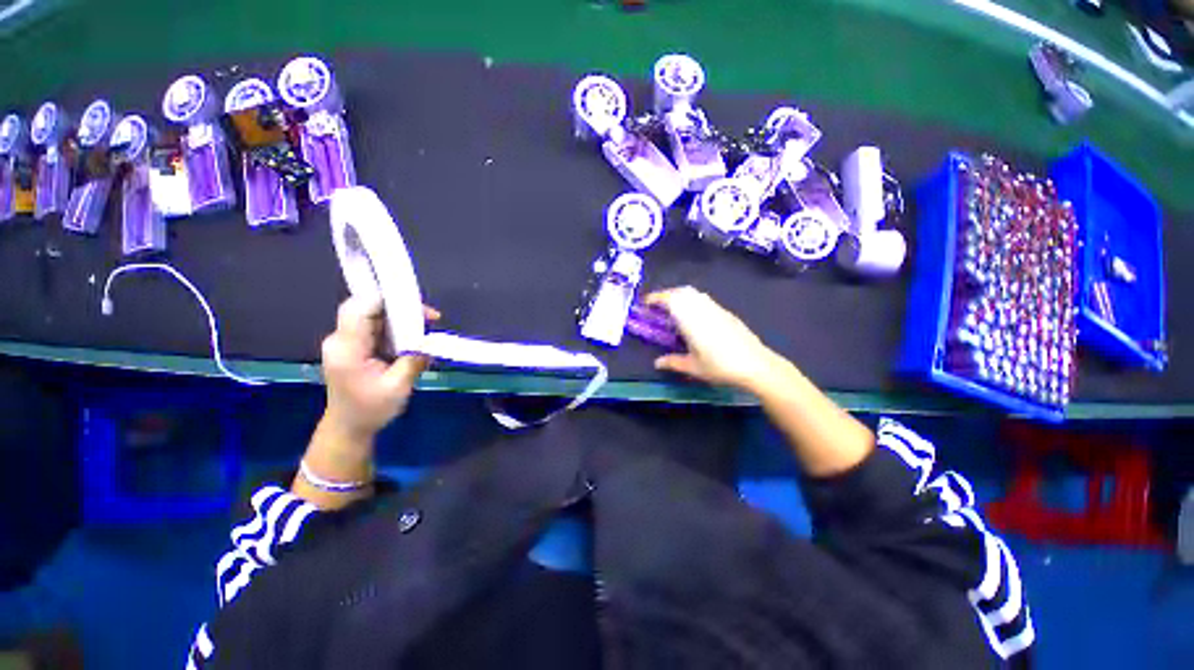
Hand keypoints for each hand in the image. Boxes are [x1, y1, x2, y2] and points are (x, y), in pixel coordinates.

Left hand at [320, 296, 439, 439]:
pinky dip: (396, 329)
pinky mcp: (354, 347)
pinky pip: (376, 328)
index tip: (417, 306)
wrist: (349, 428)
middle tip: (429, 318)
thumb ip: (413, 360)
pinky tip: (413, 339)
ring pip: (374, 316)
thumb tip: (430, 342)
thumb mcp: (398, 387)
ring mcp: (346, 343)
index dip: (386, 299)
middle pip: (368, 308)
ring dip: (401, 319)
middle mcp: (341, 340)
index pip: (360, 308)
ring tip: (426, 328)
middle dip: (400, 308)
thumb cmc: (370, 410)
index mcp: (347, 348)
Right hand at [644, 287, 779, 392]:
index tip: (645, 303)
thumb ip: (673, 362)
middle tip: (658, 307)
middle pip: (682, 292)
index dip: (655, 298)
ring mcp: (717, 309)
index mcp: (690, 319)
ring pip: (695, 294)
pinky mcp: (727, 313)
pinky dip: (694, 302)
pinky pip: (705, 300)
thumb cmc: (720, 366)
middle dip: (667, 295)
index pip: (670, 300)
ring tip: (674, 311)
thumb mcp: (693, 367)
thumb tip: (657, 363)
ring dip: (681, 297)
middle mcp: (703, 309)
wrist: (756, 365)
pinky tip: (695, 318)